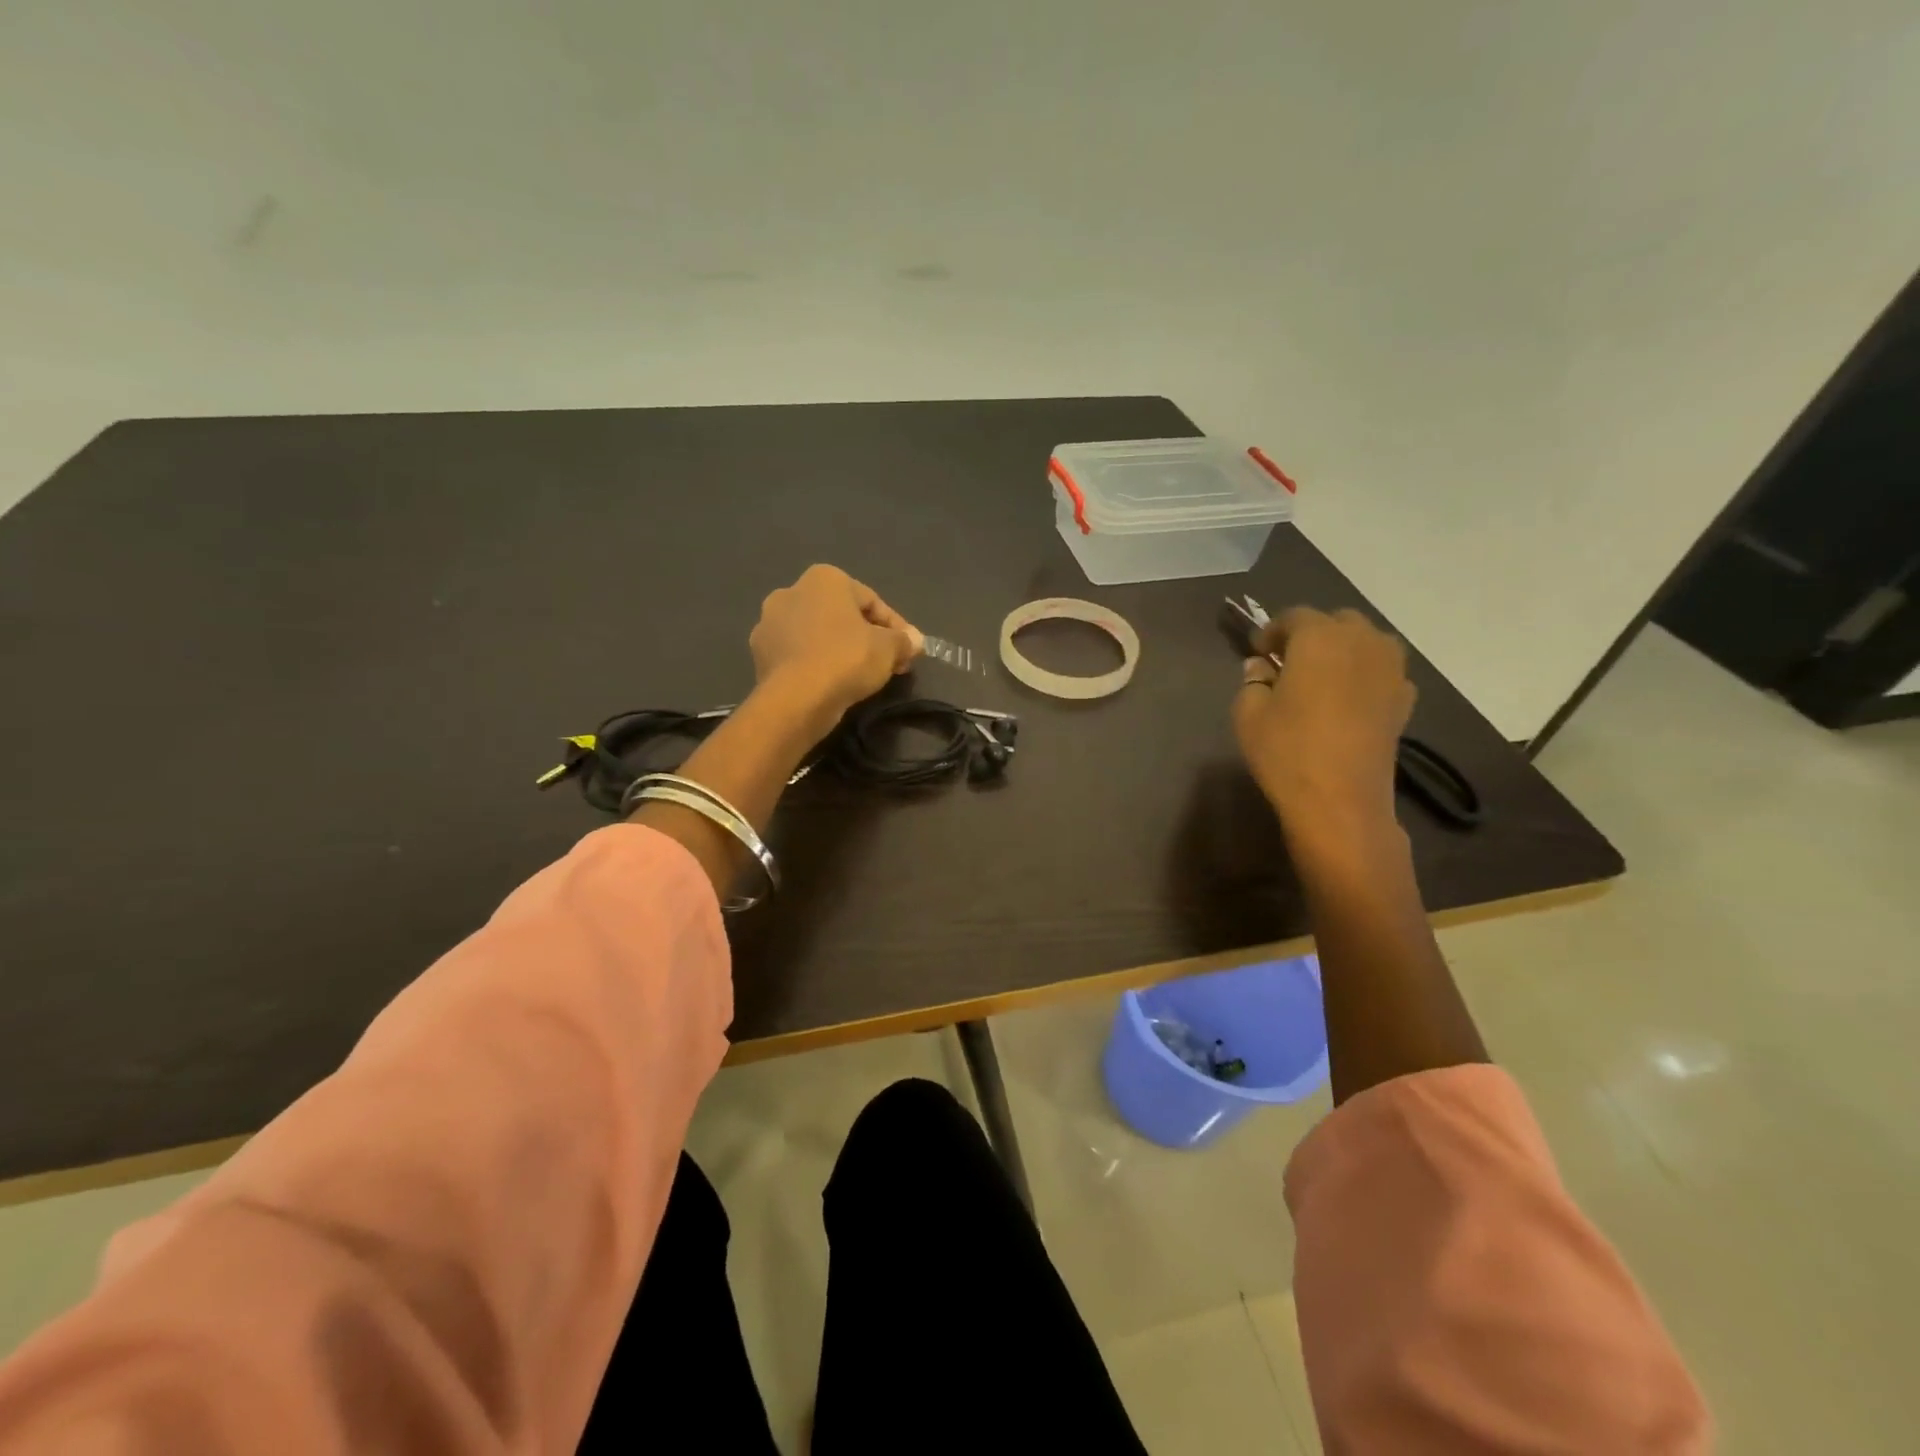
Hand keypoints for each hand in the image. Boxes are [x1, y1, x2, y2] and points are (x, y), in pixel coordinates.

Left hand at [748, 565, 920, 734]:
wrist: (795, 699)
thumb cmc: (846, 659)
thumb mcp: (888, 648)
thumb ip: (904, 640)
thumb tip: (915, 641)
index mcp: (824, 578)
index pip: (871, 601)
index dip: (896, 627)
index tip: (909, 650)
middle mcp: (791, 591)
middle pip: (841, 615)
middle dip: (866, 636)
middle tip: (888, 662)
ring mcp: (769, 623)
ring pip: (817, 634)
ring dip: (839, 649)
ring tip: (860, 675)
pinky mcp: (759, 654)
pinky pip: (798, 654)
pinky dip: (816, 664)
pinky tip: (832, 683)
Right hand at [1232, 607, 1414, 844]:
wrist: (1340, 800)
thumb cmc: (1286, 750)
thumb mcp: (1249, 714)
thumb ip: (1253, 681)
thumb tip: (1261, 668)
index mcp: (1319, 638)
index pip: (1294, 616)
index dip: (1271, 631)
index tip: (1257, 651)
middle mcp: (1361, 642)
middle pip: (1336, 622)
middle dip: (1311, 634)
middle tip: (1287, 661)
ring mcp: (1390, 670)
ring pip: (1367, 641)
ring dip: (1343, 649)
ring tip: (1321, 676)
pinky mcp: (1404, 699)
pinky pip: (1382, 670)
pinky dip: (1364, 674)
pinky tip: (1347, 699)